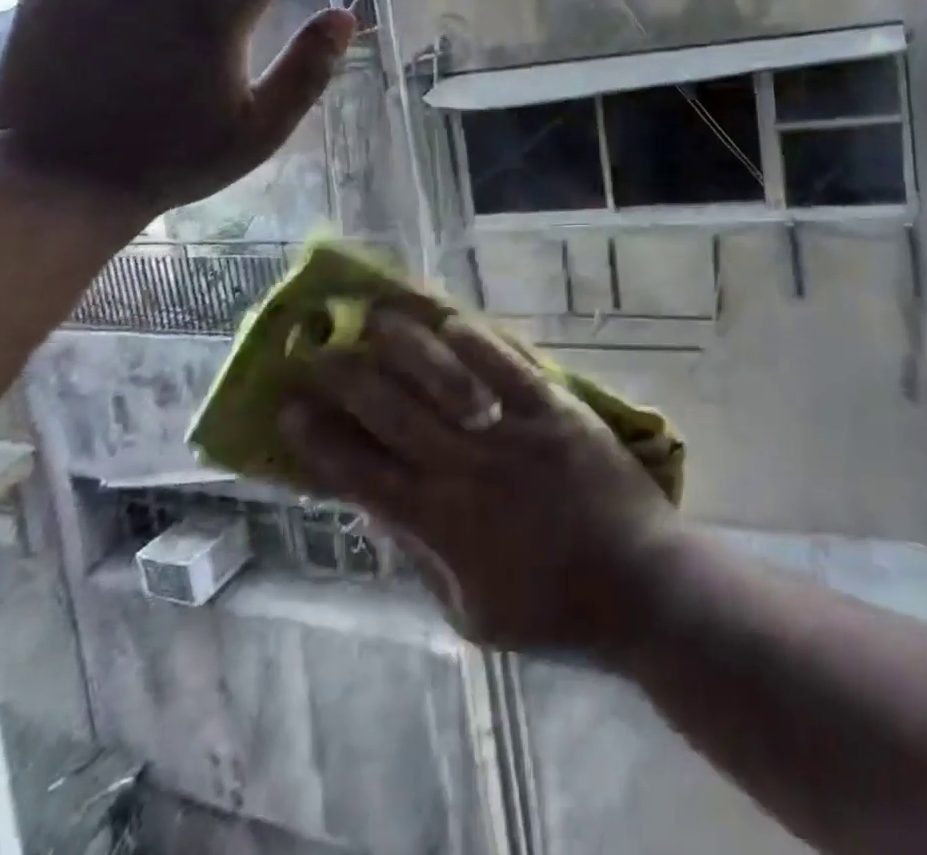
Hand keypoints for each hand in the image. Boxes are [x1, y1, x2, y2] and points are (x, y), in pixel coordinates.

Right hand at [278, 306, 676, 652]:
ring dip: (404, 343)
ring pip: (445, 378)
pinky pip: (509, 366)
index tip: (287, 406)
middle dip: (345, 377)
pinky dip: (478, 341)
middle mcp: (466, 470)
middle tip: (315, 347)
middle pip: (390, 413)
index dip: (319, 439)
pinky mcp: (556, 409)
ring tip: (373, 313)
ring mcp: (513, 433)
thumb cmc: (553, 610)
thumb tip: (375, 511)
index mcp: (440, 526)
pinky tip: (450, 319)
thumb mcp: (468, 612)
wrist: (639, 586)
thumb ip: (419, 559)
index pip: (360, 474)